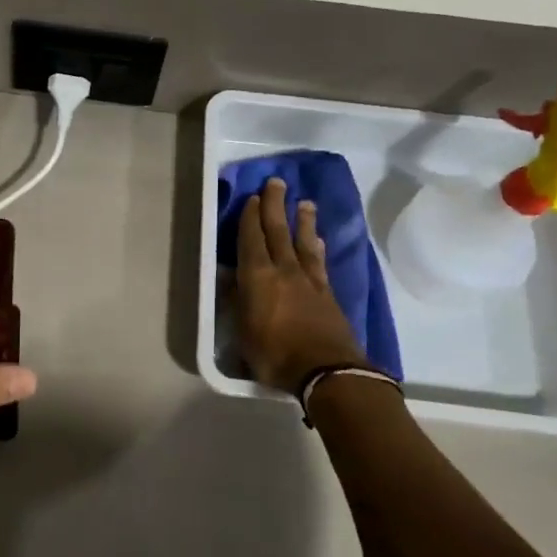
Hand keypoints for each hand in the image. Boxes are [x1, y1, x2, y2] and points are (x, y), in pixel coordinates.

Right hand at [235, 178, 368, 392]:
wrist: (328, 373)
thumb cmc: (276, 355)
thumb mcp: (244, 334)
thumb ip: (237, 302)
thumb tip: (228, 278)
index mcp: (258, 278)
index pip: (251, 240)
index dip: (250, 218)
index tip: (252, 198)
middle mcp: (284, 271)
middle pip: (278, 231)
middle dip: (275, 205)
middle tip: (276, 183)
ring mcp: (309, 281)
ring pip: (303, 242)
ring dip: (302, 221)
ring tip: (304, 203)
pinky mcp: (328, 294)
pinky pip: (320, 262)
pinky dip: (318, 248)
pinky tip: (319, 242)